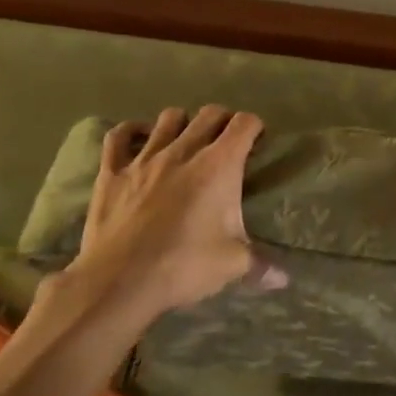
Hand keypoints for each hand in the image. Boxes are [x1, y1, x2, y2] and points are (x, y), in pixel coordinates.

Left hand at [29, 106, 285, 354]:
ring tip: (187, 141)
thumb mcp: (232, 264)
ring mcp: (145, 158)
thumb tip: (284, 280)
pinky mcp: (112, 172)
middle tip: (227, 142)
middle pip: (209, 114)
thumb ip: (261, 265)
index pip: (244, 124)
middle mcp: (184, 151)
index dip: (254, 128)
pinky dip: (131, 132)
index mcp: (219, 165)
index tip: (257, 142)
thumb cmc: (184, 265)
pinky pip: (119, 136)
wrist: (119, 282)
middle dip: (223, 121)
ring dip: (183, 123)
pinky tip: (139, 138)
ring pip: (168, 118)